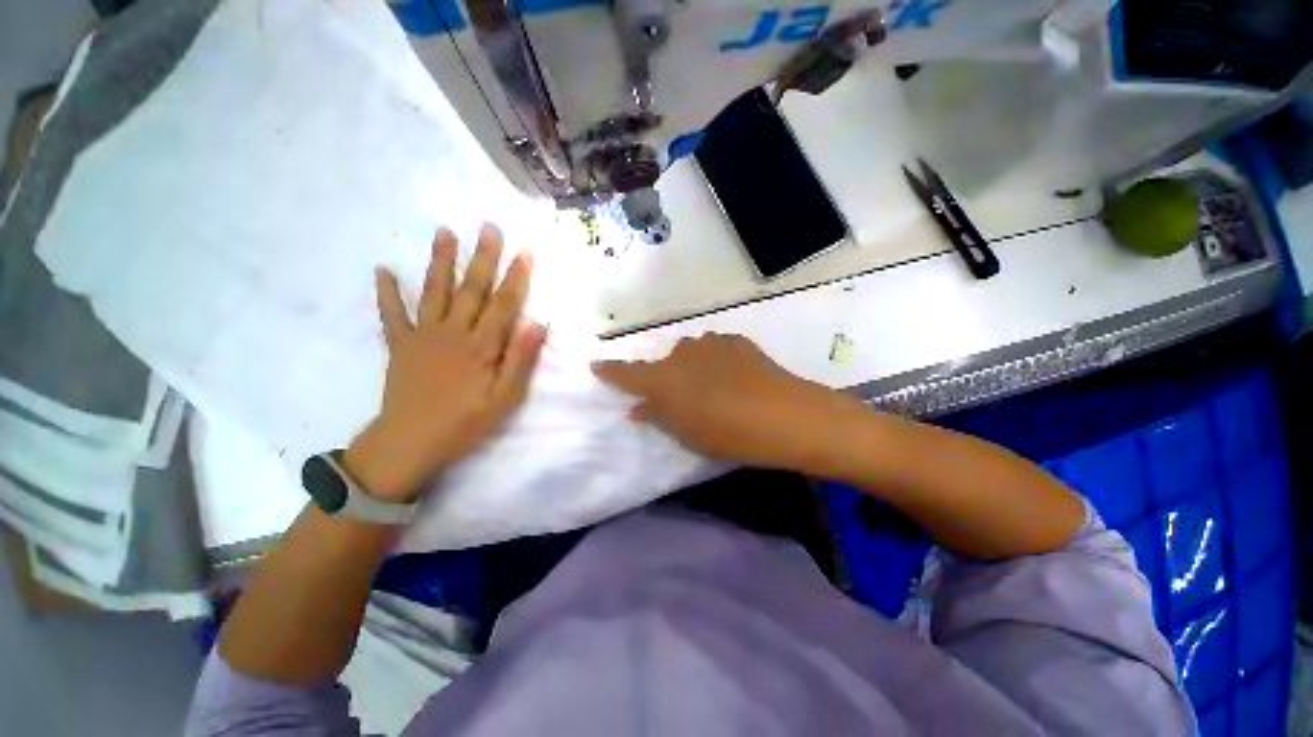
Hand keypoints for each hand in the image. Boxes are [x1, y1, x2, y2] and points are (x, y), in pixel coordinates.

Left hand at [343, 224, 546, 502]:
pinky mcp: (400, 345)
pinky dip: (386, 292)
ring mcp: (423, 336)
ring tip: (444, 231)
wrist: (410, 443)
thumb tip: (537, 323)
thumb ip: (521, 359)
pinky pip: (391, 314)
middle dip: (482, 257)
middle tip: (488, 227)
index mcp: (481, 346)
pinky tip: (382, 270)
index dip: (516, 277)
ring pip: (434, 291)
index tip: (525, 250)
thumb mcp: (505, 398)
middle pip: (471, 289)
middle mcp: (453, 332)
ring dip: (440, 261)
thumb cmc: (465, 422)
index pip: (504, 304)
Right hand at [592, 333, 850, 470]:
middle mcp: (680, 354)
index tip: (596, 365)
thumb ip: (657, 416)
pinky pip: (715, 350)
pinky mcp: (735, 341)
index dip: (610, 371)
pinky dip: (716, 362)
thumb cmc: (726, 434)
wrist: (782, 415)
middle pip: (664, 363)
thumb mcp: (685, 434)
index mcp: (662, 379)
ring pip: (691, 353)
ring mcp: (709, 343)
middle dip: (667, 378)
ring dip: (693, 368)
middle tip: (682, 398)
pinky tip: (734, 377)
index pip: (626, 373)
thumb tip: (638, 408)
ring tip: (712, 388)